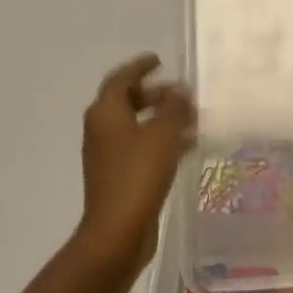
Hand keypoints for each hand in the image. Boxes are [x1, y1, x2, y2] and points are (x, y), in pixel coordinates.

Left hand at [72, 55, 197, 275]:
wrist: (117, 233)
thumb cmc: (138, 175)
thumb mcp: (163, 134)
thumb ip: (174, 107)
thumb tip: (180, 89)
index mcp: (106, 113)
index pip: (121, 79)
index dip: (140, 67)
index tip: (158, 60)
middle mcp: (101, 130)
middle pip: (127, 101)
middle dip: (154, 94)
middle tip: (179, 92)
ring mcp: (108, 155)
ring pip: (135, 126)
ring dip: (160, 118)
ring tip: (191, 117)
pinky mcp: (118, 176)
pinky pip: (140, 147)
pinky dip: (160, 140)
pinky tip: (186, 146)